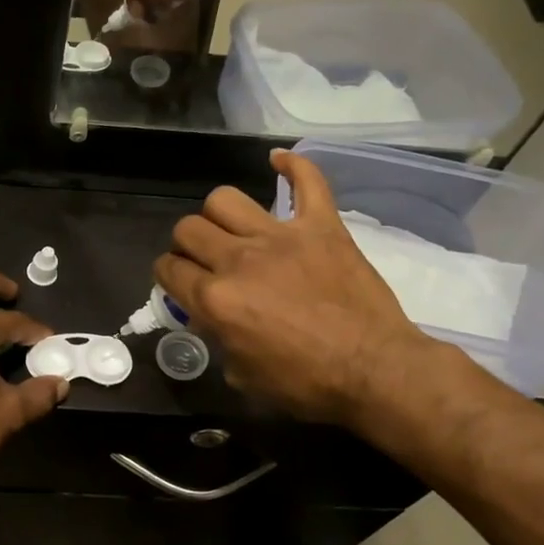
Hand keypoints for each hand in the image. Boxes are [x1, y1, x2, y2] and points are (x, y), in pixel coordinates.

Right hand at [153, 150, 433, 423]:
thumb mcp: (242, 375)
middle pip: (188, 229)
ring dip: (219, 215)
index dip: (168, 278)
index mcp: (216, 299)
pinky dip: (293, 166)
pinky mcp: (322, 226)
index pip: (168, 269)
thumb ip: (217, 337)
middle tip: (204, 262)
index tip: (180, 286)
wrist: (375, 371)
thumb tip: (210, 316)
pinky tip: (278, 160)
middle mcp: (239, 260)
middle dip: (186, 246)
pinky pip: (307, 181)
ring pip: (225, 199)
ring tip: (233, 230)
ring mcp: (282, 237)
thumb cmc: (307, 384)